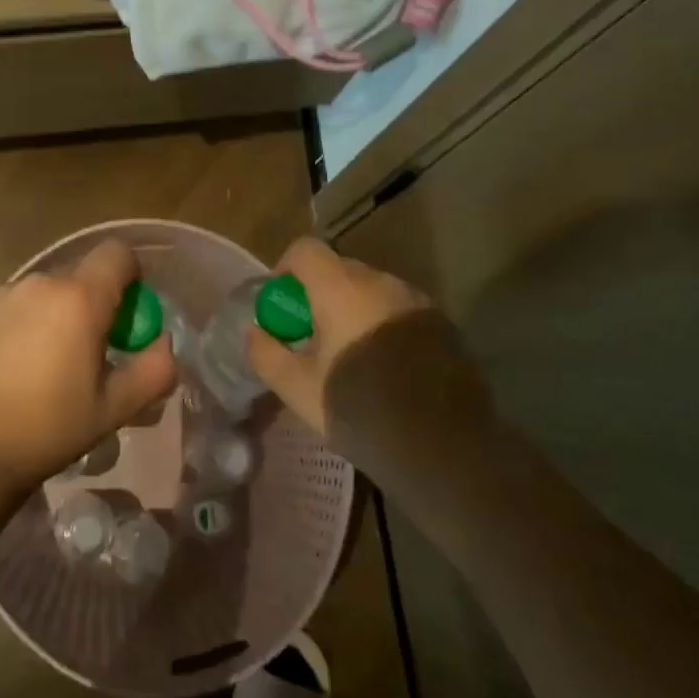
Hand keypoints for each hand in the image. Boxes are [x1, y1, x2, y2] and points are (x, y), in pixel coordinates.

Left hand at [0, 240, 176, 494]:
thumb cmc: (48, 428)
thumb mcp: (114, 409)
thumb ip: (153, 371)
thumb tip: (162, 343)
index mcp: (78, 298)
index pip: (117, 254)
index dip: (130, 276)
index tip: (127, 315)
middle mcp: (38, 283)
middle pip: (78, 276)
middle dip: (91, 304)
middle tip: (87, 353)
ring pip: (41, 293)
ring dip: (51, 315)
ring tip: (41, 366)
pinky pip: (7, 307)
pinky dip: (17, 325)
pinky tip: (5, 368)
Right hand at [246, 236, 434, 434]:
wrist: (444, 448)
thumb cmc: (360, 410)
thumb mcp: (297, 389)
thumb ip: (266, 353)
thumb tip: (253, 331)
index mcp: (342, 289)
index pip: (305, 249)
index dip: (285, 269)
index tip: (281, 306)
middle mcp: (382, 282)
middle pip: (339, 269)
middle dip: (317, 294)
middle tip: (309, 337)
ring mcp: (417, 302)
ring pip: (370, 291)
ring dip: (351, 310)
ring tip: (347, 355)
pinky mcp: (441, 325)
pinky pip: (397, 311)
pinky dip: (380, 325)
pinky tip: (383, 368)